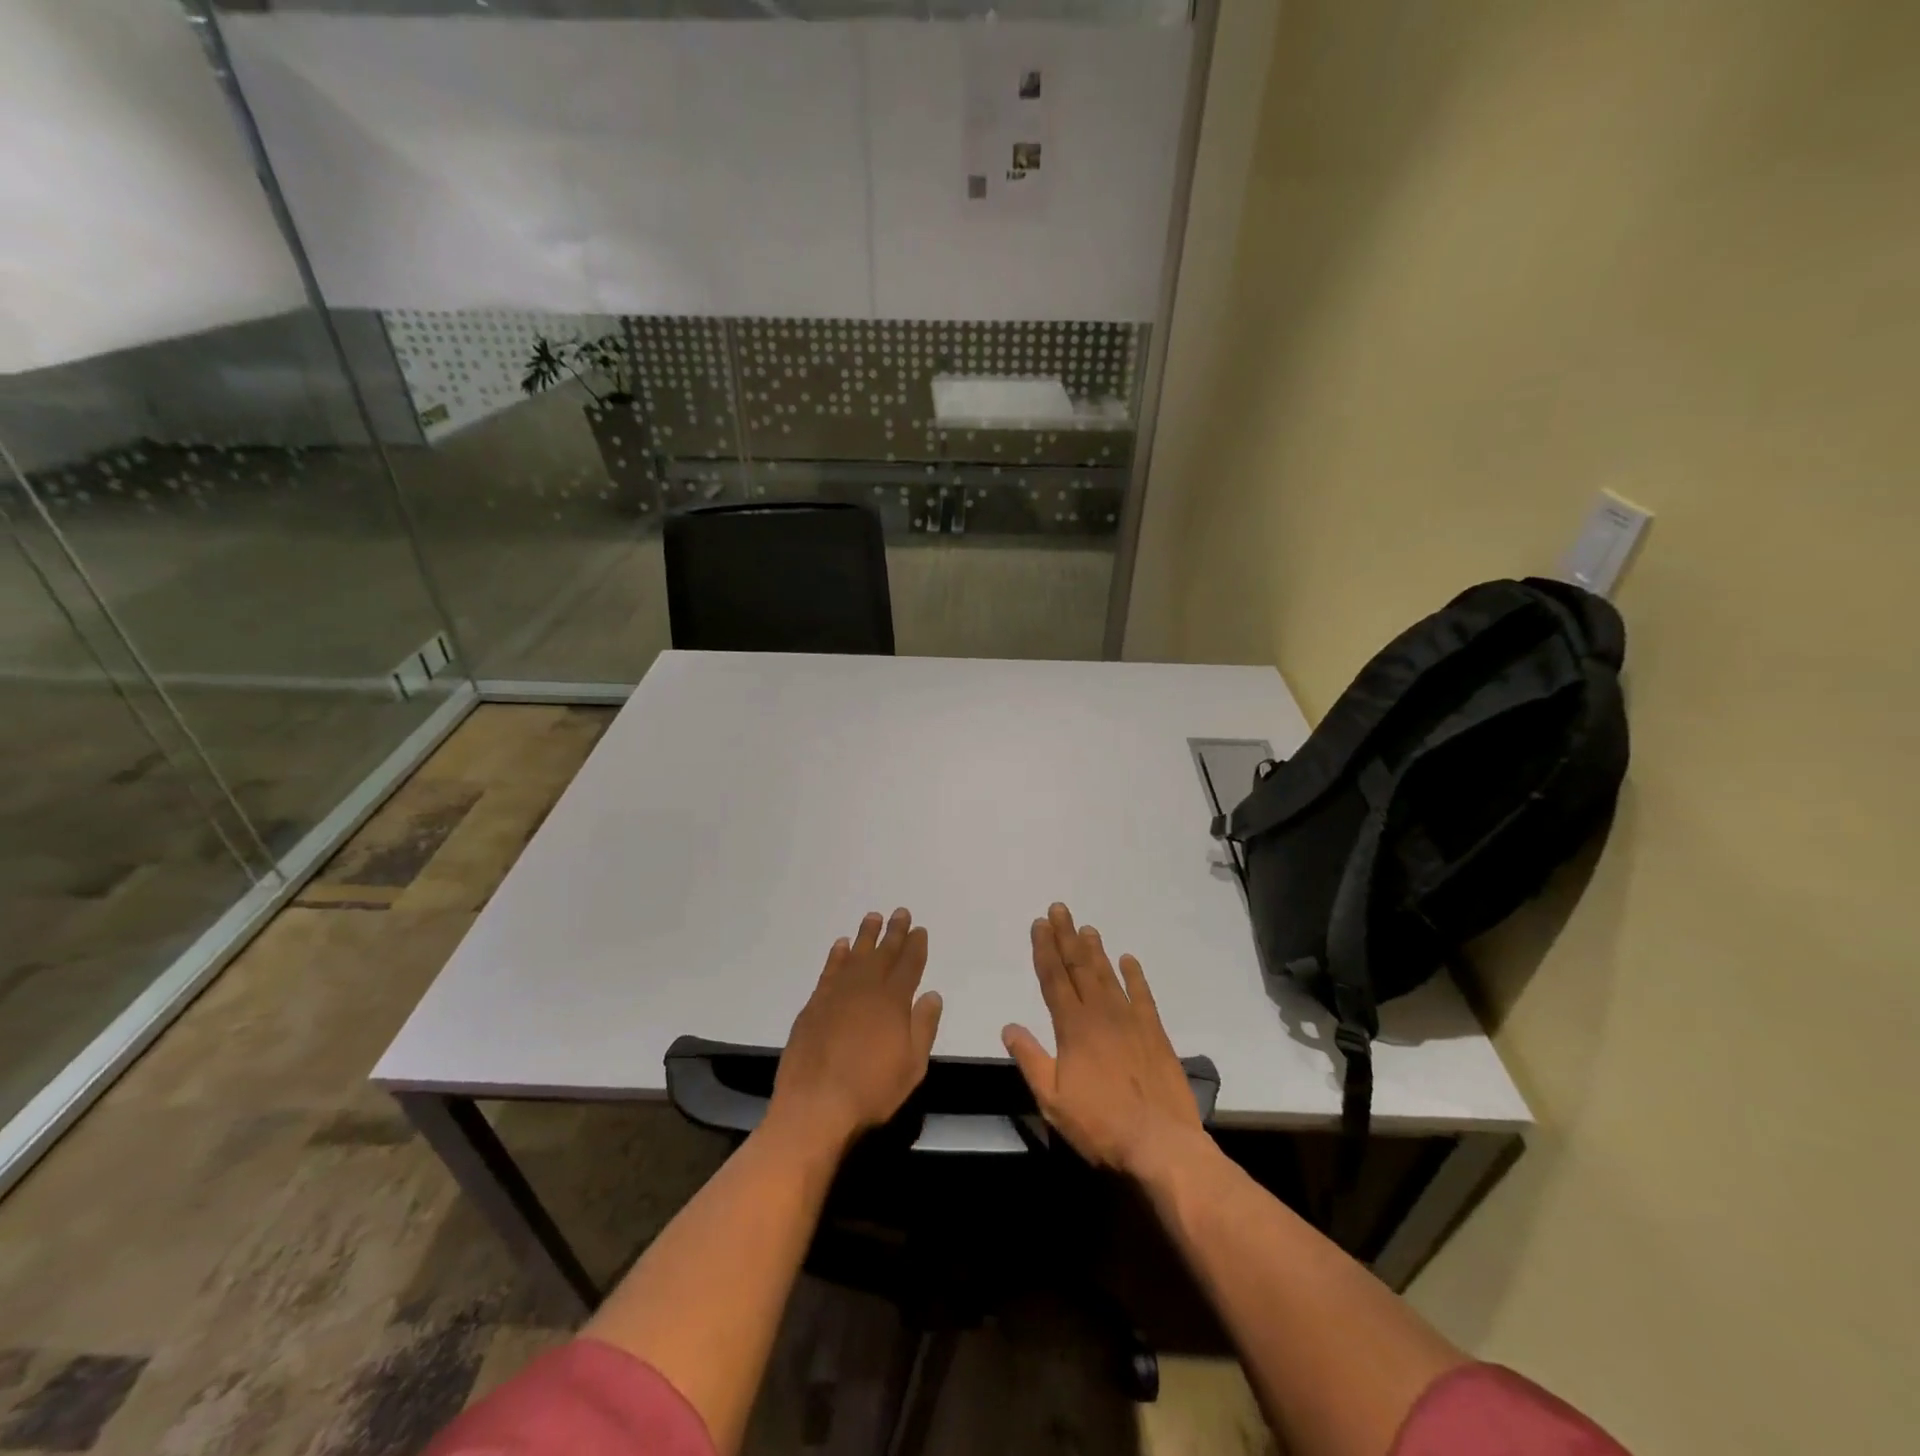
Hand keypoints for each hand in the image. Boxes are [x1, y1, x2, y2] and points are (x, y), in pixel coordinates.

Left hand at [769, 908, 942, 1151]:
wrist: (814, 1105)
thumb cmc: (871, 1090)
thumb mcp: (912, 1066)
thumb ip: (923, 1027)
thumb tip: (932, 994)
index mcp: (893, 1001)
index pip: (909, 965)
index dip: (916, 946)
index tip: (919, 930)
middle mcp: (865, 988)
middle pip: (883, 953)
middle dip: (894, 932)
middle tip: (900, 912)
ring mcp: (837, 994)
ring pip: (856, 955)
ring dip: (866, 935)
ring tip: (873, 917)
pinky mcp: (814, 1004)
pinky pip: (830, 969)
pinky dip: (838, 955)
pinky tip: (842, 945)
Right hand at [1002, 903, 1204, 1178]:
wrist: (1160, 1142)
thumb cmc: (1100, 1124)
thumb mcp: (1052, 1099)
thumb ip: (1030, 1059)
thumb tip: (1009, 1026)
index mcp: (1073, 1027)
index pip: (1053, 978)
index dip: (1044, 949)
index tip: (1039, 924)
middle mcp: (1100, 1013)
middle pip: (1079, 966)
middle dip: (1066, 936)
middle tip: (1059, 909)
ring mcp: (1130, 1020)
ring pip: (1108, 975)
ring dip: (1095, 949)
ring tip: (1086, 927)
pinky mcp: (1154, 1032)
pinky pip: (1142, 995)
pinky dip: (1134, 975)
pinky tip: (1128, 959)